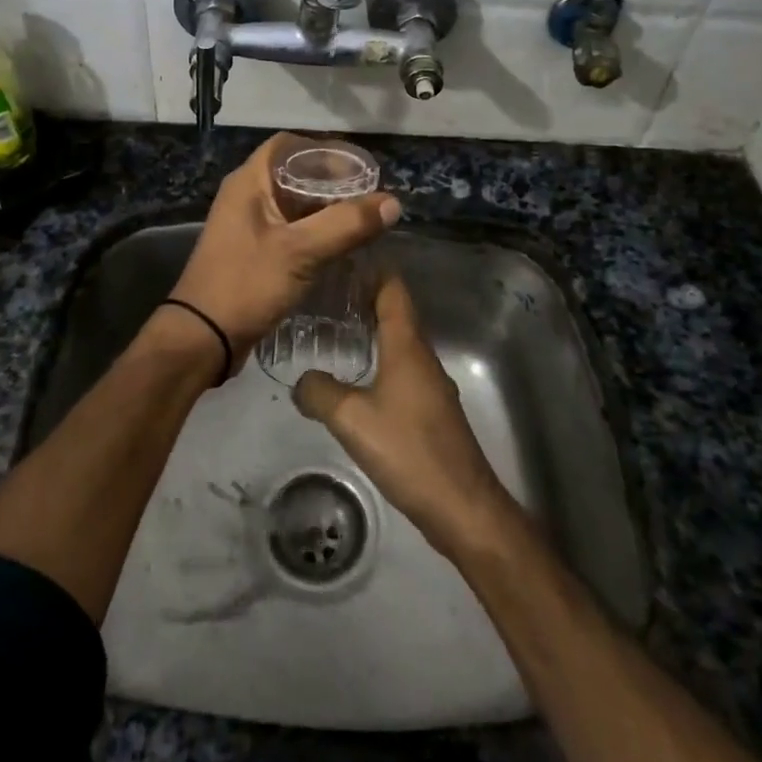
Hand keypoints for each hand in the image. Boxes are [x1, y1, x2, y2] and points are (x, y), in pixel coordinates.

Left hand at [171, 133, 399, 372]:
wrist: (203, 337)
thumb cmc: (246, 283)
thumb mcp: (300, 251)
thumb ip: (346, 224)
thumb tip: (393, 203)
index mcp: (249, 182)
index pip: (288, 145)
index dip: (324, 150)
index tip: (360, 167)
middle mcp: (247, 196)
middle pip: (294, 175)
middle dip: (333, 183)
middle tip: (371, 197)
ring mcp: (249, 226)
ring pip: (295, 205)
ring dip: (327, 210)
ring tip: (364, 220)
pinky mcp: (255, 252)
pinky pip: (292, 230)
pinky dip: (317, 232)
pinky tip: (343, 245)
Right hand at [292, 274, 514, 558]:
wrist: (462, 505)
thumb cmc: (408, 451)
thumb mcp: (352, 419)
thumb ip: (320, 393)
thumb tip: (300, 379)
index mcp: (407, 346)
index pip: (393, 289)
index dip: (372, 267)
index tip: (341, 256)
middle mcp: (422, 356)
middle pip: (395, 312)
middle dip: (364, 296)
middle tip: (325, 291)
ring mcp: (430, 384)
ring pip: (398, 342)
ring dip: (371, 330)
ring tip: (333, 328)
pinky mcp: (430, 410)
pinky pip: (400, 369)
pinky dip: (378, 359)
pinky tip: (355, 376)